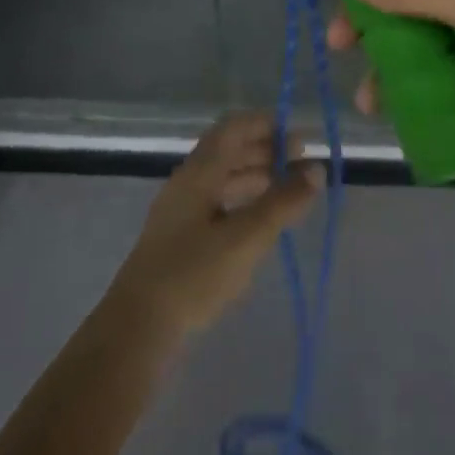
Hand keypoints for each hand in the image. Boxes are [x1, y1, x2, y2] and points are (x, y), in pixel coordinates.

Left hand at [109, 112, 321, 336]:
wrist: (138, 329)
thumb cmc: (193, 275)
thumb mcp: (246, 237)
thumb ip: (283, 202)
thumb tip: (317, 169)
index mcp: (198, 173)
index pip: (234, 128)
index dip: (267, 125)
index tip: (300, 138)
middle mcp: (188, 183)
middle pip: (229, 150)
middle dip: (267, 150)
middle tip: (302, 165)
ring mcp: (181, 211)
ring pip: (223, 177)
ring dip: (257, 174)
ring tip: (289, 189)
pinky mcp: (181, 237)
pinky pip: (218, 201)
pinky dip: (245, 199)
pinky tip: (262, 218)